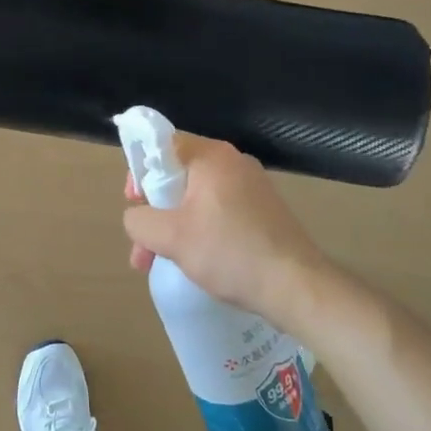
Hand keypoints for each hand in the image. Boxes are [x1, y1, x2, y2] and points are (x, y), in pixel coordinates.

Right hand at [122, 134, 332, 330]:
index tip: (134, 202)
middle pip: (178, 174)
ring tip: (159, 263)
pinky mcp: (263, 211)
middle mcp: (233, 162)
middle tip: (142, 246)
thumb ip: (140, 221)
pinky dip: (200, 231)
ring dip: (173, 226)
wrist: (296, 285)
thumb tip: (136, 218)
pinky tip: (195, 262)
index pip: (163, 145)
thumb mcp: (172, 237)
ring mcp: (252, 187)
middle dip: (154, 210)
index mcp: (212, 156)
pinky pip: (219, 212)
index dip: (140, 170)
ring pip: (197, 198)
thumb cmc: (229, 252)